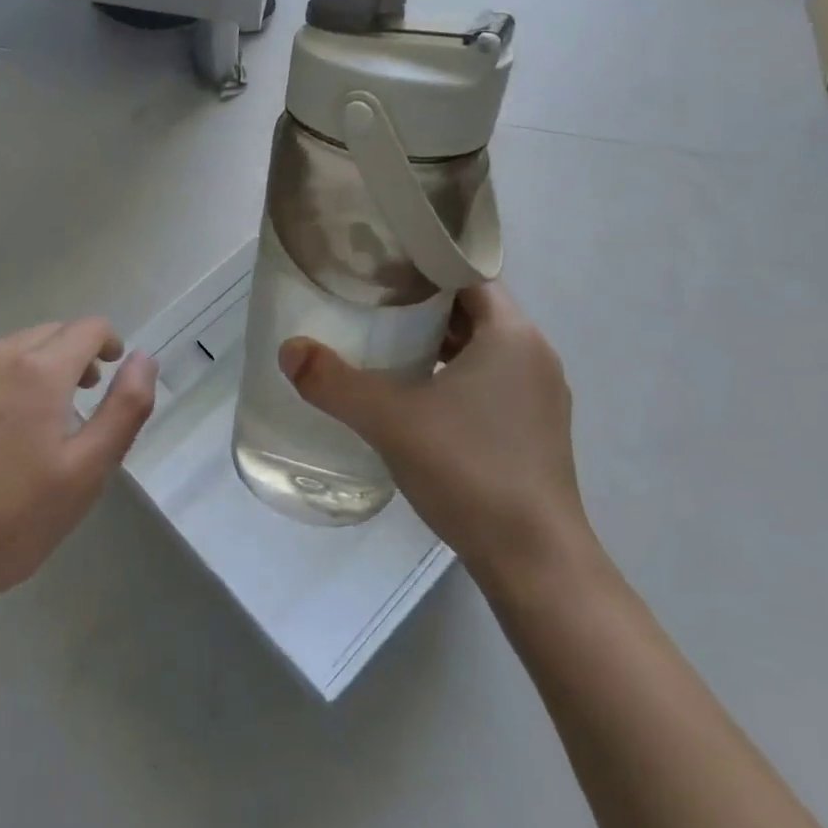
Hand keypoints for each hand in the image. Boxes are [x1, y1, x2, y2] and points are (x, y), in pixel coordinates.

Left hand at [0, 319, 157, 609]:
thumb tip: (143, 358)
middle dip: (68, 357)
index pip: (87, 328)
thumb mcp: (87, 471)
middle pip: (46, 334)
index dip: (107, 342)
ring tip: (23, 419)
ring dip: (25, 368)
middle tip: (72, 403)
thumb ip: (125, 407)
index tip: (108, 370)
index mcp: (38, 370)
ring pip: (4, 349)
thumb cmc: (11, 522)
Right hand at [279, 284, 590, 587]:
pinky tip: (416, 395)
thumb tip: (288, 350)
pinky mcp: (535, 431)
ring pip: (482, 348)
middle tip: (371, 301)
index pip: (468, 273)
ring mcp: (539, 396)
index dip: (425, 264)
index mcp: (513, 334)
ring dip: (438, 342)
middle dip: (424, 303)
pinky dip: (454, 374)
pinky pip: (490, 380)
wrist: (535, 563)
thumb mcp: (391, 420)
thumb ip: (334, 382)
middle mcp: (534, 355)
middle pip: (473, 309)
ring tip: (386, 343)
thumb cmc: (470, 470)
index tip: (380, 266)